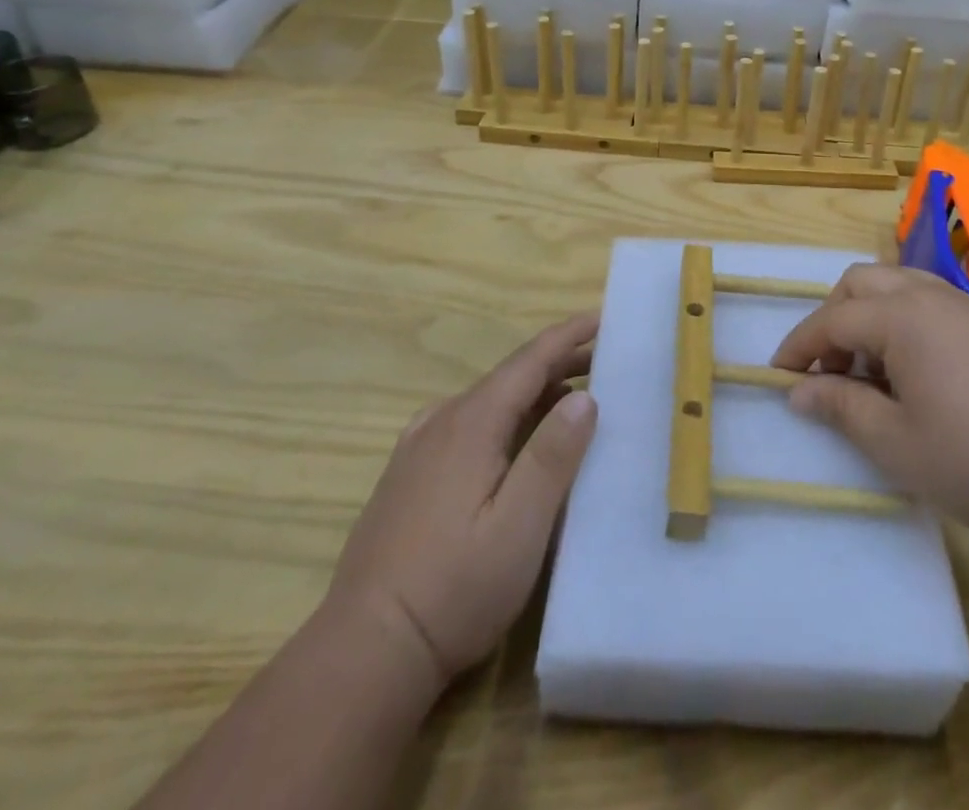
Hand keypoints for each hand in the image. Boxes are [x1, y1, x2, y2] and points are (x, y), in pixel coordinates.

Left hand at [328, 312, 598, 689]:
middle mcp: (441, 422)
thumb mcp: (519, 527)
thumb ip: (552, 456)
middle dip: (557, 364)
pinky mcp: (408, 476)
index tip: (603, 316)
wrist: (364, 652)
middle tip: (604, 363)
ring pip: (486, 402)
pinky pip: (466, 425)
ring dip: (532, 393)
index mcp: (470, 423)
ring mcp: (418, 449)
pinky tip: (514, 442)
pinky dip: (504, 417)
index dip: (568, 335)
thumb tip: (584, 398)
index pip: (529, 360)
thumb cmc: (453, 589)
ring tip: (571, 402)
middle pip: (509, 377)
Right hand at [771, 264, 968, 544]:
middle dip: (832, 320)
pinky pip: (927, 303)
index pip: (833, 318)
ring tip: (868, 373)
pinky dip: (901, 324)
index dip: (799, 346)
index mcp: (901, 315)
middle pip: (862, 284)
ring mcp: (964, 306)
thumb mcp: (897, 443)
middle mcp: (929, 296)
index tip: (776, 376)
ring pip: (897, 287)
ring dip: (868, 318)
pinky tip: (913, 375)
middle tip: (826, 371)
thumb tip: (799, 392)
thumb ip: (842, 408)